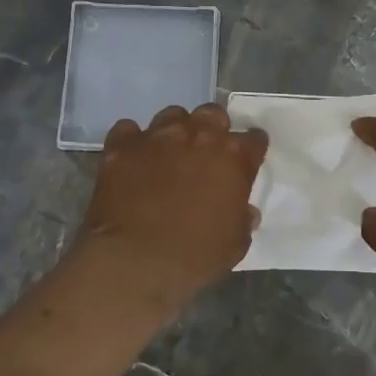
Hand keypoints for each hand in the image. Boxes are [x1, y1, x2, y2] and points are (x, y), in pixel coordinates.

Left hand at [68, 103, 267, 316]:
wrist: (135, 261)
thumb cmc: (194, 256)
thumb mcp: (235, 244)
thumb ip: (242, 219)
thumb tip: (244, 211)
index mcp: (233, 157)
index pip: (254, 139)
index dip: (251, 150)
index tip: (246, 161)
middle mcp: (198, 136)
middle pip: (212, 114)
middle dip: (213, 128)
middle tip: (206, 152)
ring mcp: (158, 137)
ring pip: (172, 115)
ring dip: (175, 131)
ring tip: (168, 153)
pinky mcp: (122, 146)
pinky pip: (128, 130)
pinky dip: (132, 142)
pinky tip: (133, 160)